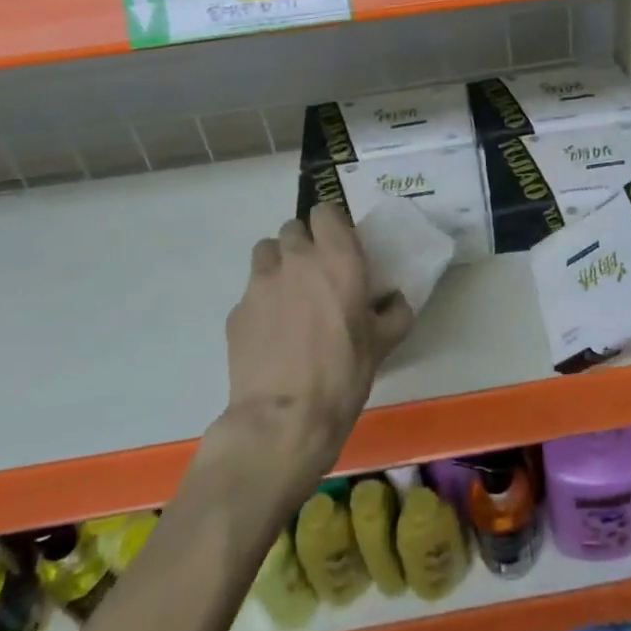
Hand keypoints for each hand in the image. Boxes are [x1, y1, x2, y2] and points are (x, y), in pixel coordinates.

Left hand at [217, 204, 413, 484]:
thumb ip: (395, 313)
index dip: (331, 224)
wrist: (284, 419)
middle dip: (304, 243)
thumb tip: (395, 302)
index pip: (325, 211)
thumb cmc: (343, 374)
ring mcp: (260, 283)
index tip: (339, 245)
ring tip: (288, 295)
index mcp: (337, 258)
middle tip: (316, 273)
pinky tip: (271, 332)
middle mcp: (296, 259)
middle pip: (292, 227)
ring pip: (266, 252)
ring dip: (278, 264)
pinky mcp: (236, 311)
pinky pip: (250, 292)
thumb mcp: (383, 344)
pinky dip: (261, 302)